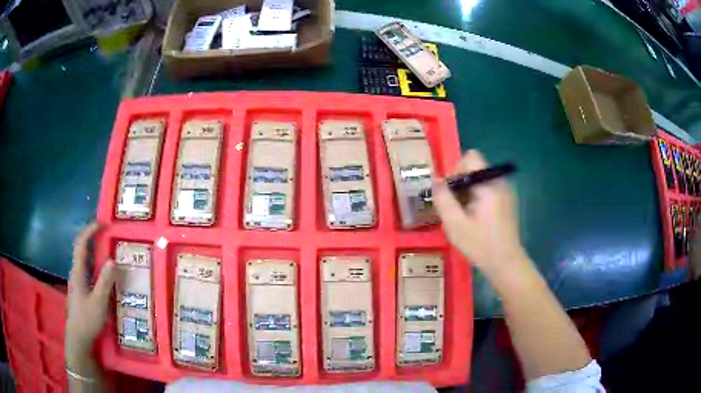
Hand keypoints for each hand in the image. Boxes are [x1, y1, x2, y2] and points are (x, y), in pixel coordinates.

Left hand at [66, 222, 114, 370]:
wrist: (78, 337)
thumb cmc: (87, 319)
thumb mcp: (99, 302)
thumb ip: (105, 281)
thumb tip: (113, 259)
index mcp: (78, 272)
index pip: (81, 244)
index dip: (90, 230)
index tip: (102, 223)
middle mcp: (75, 272)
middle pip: (80, 247)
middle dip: (91, 235)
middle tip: (105, 231)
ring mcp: (77, 280)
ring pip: (83, 257)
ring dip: (92, 247)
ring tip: (105, 245)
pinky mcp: (80, 288)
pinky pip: (86, 267)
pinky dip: (93, 260)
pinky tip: (101, 268)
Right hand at [433, 150, 529, 280]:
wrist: (506, 263)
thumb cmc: (480, 245)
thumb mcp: (455, 224)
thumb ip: (443, 199)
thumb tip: (435, 180)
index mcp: (489, 184)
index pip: (471, 158)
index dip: (456, 170)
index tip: (451, 193)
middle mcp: (500, 182)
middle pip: (475, 168)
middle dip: (460, 184)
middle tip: (455, 208)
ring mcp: (506, 191)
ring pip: (480, 179)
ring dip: (468, 192)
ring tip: (464, 215)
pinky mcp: (507, 201)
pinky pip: (488, 189)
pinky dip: (477, 198)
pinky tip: (476, 219)